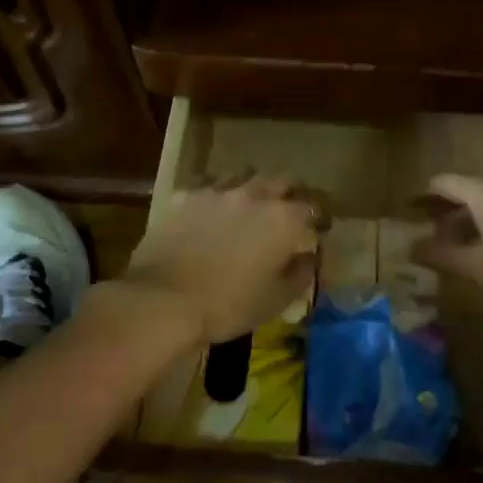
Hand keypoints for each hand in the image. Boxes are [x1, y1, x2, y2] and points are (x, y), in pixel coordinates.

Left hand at [120, 175, 319, 345]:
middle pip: (283, 181)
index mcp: (284, 219)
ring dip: (255, 189)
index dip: (320, 218)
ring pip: (246, 176)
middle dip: (291, 194)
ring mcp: (219, 190)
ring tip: (252, 206)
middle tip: (289, 213)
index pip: (314, 207)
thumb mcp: (277, 300)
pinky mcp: (187, 195)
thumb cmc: (227, 305)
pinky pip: (211, 184)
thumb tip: (310, 257)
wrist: (162, 300)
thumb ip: (301, 273)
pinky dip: (221, 193)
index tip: (320, 230)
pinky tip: (215, 209)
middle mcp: (256, 194)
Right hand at [410, 174, 482, 316]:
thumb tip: (411, 247)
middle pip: (467, 192)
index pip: (444, 182)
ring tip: (457, 253)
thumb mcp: (479, 267)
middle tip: (428, 240)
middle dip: (446, 216)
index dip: (422, 197)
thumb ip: (442, 256)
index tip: (406, 214)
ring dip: (470, 225)